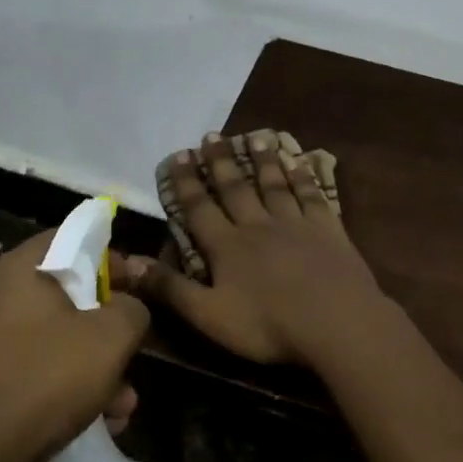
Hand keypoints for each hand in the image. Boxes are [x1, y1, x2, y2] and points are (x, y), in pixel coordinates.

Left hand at [0, 231, 149, 461]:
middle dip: (110, 325)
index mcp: (22, 269)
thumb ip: (132, 309)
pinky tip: (102, 421)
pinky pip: (41, 370)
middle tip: (135, 346)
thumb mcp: (110, 337)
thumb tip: (130, 305)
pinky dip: (72, 388)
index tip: (141, 285)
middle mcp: (0, 296)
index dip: (113, 257)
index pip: (74, 237)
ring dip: (99, 367)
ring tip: (126, 403)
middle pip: (70, 293)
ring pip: (60, 339)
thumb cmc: (46, 379)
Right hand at [128, 132, 387, 364]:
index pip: (200, 208)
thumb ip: (169, 288)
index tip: (180, 155)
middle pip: (236, 188)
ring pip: (274, 185)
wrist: (335, 322)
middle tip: (212, 136)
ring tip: (255, 137)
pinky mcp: (328, 229)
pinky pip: (312, 195)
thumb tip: (127, 262)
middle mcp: (258, 225)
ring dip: (262, 161)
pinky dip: (303, 176)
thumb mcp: (208, 315)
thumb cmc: (268, 325)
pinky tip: (299, 161)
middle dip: (221, 162)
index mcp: (227, 247)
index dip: (187, 182)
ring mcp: (295, 224)